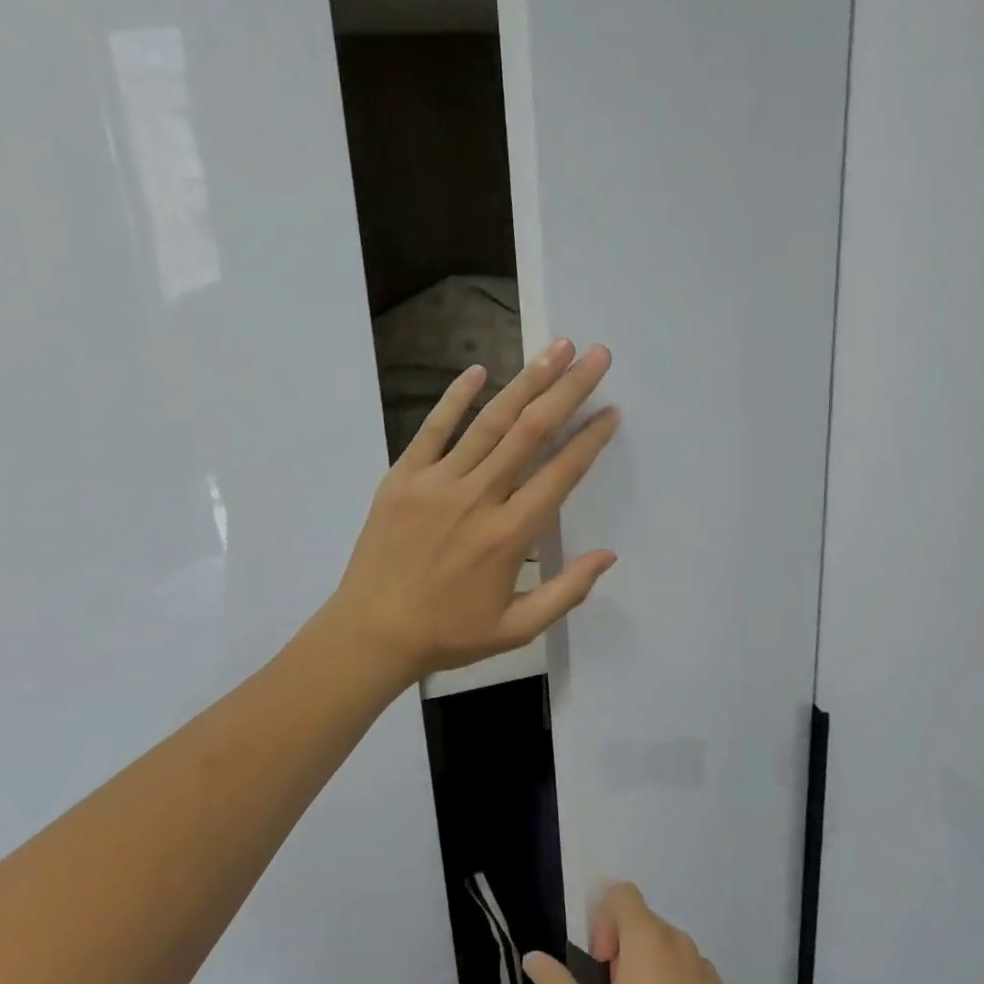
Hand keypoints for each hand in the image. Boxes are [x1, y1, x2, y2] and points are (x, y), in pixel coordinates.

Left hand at [327, 339, 619, 684]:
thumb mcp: (516, 628)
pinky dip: (455, 398)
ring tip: (555, 348)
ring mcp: (436, 482)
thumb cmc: (447, 634)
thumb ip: (567, 591)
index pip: (560, 474)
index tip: (612, 411)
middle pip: (531, 432)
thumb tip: (610, 555)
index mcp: (509, 535)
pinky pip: (433, 429)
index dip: (590, 439)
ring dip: (526, 382)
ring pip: (489, 422)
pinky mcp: (402, 477)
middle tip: (595, 356)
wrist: (371, 634)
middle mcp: (477, 498)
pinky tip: (480, 370)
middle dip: (568, 390)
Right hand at [523, 884, 756, 983]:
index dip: (604, 919)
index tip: (601, 964)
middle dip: (623, 949)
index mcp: (647, 937)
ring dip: (650, 969)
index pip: (622, 894)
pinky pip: (692, 977)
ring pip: (669, 950)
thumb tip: (532, 956)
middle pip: (644, 922)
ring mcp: (707, 971)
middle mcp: (680, 942)